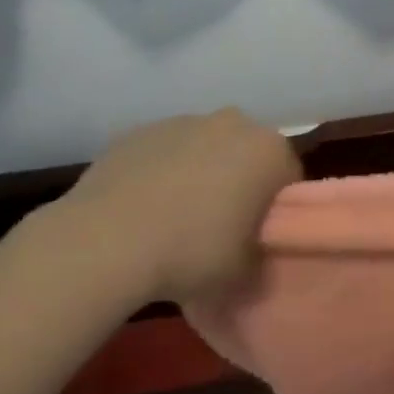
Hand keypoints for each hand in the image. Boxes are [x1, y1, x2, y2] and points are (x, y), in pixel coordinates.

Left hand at [43, 109, 301, 306]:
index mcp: (269, 150)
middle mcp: (232, 124)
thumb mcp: (246, 272)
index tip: (257, 236)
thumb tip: (254, 254)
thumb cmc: (193, 253)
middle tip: (221, 227)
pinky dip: (159, 174)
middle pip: (245, 155)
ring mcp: (181, 122)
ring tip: (175, 221)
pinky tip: (143, 211)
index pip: (287, 177)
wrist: (106, 242)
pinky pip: (162, 154)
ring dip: (198, 175)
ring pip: (203, 149)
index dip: (274, 209)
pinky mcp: (138, 131)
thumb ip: (261, 255)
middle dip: (238, 183)